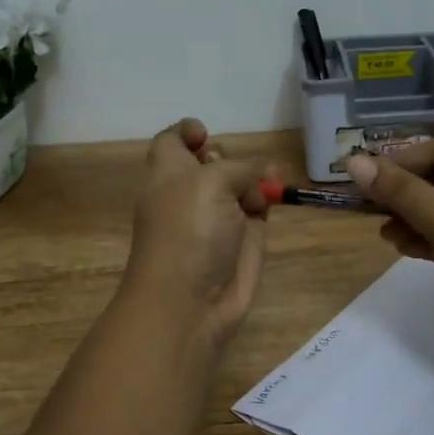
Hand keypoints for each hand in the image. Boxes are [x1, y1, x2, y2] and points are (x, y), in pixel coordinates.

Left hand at [123, 119, 270, 348]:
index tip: (206, 134)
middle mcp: (190, 192)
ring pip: (240, 185)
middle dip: (230, 159)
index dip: (189, 132)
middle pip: (213, 161)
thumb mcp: (210, 183)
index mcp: (167, 173)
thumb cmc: (188, 232)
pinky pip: (255, 211)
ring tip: (257, 196)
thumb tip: (260, 172)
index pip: (174, 141)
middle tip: (237, 173)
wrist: (191, 302)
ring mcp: (217, 218)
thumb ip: (240, 167)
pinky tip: (266, 210)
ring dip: (254, 183)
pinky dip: (264, 206)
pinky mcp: (241, 241)